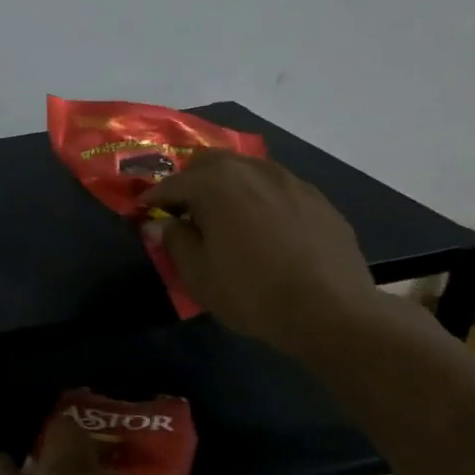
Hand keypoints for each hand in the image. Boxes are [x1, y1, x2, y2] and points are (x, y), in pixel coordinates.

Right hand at [141, 151, 384, 356]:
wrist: (332, 312)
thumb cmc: (251, 292)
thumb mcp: (198, 273)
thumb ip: (175, 240)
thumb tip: (160, 224)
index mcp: (216, 184)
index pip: (173, 184)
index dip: (153, 198)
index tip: (142, 211)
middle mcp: (252, 171)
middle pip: (211, 162)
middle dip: (191, 180)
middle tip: (183, 208)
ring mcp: (290, 182)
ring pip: (247, 169)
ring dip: (228, 185)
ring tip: (223, 214)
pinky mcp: (318, 200)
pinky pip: (277, 188)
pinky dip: (260, 198)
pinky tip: (262, 226)